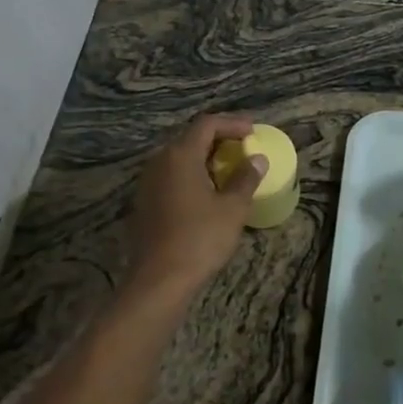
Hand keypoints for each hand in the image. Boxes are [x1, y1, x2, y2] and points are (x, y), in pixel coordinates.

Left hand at [126, 114, 265, 300]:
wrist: (159, 280)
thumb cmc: (200, 238)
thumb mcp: (233, 208)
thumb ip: (246, 178)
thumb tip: (257, 159)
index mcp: (181, 155)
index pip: (207, 124)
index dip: (232, 123)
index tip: (253, 132)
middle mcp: (160, 161)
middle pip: (191, 138)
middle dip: (219, 139)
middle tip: (243, 148)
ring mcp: (148, 182)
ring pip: (179, 158)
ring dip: (205, 158)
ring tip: (229, 170)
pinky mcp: (145, 202)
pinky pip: (171, 176)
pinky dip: (191, 175)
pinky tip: (207, 192)